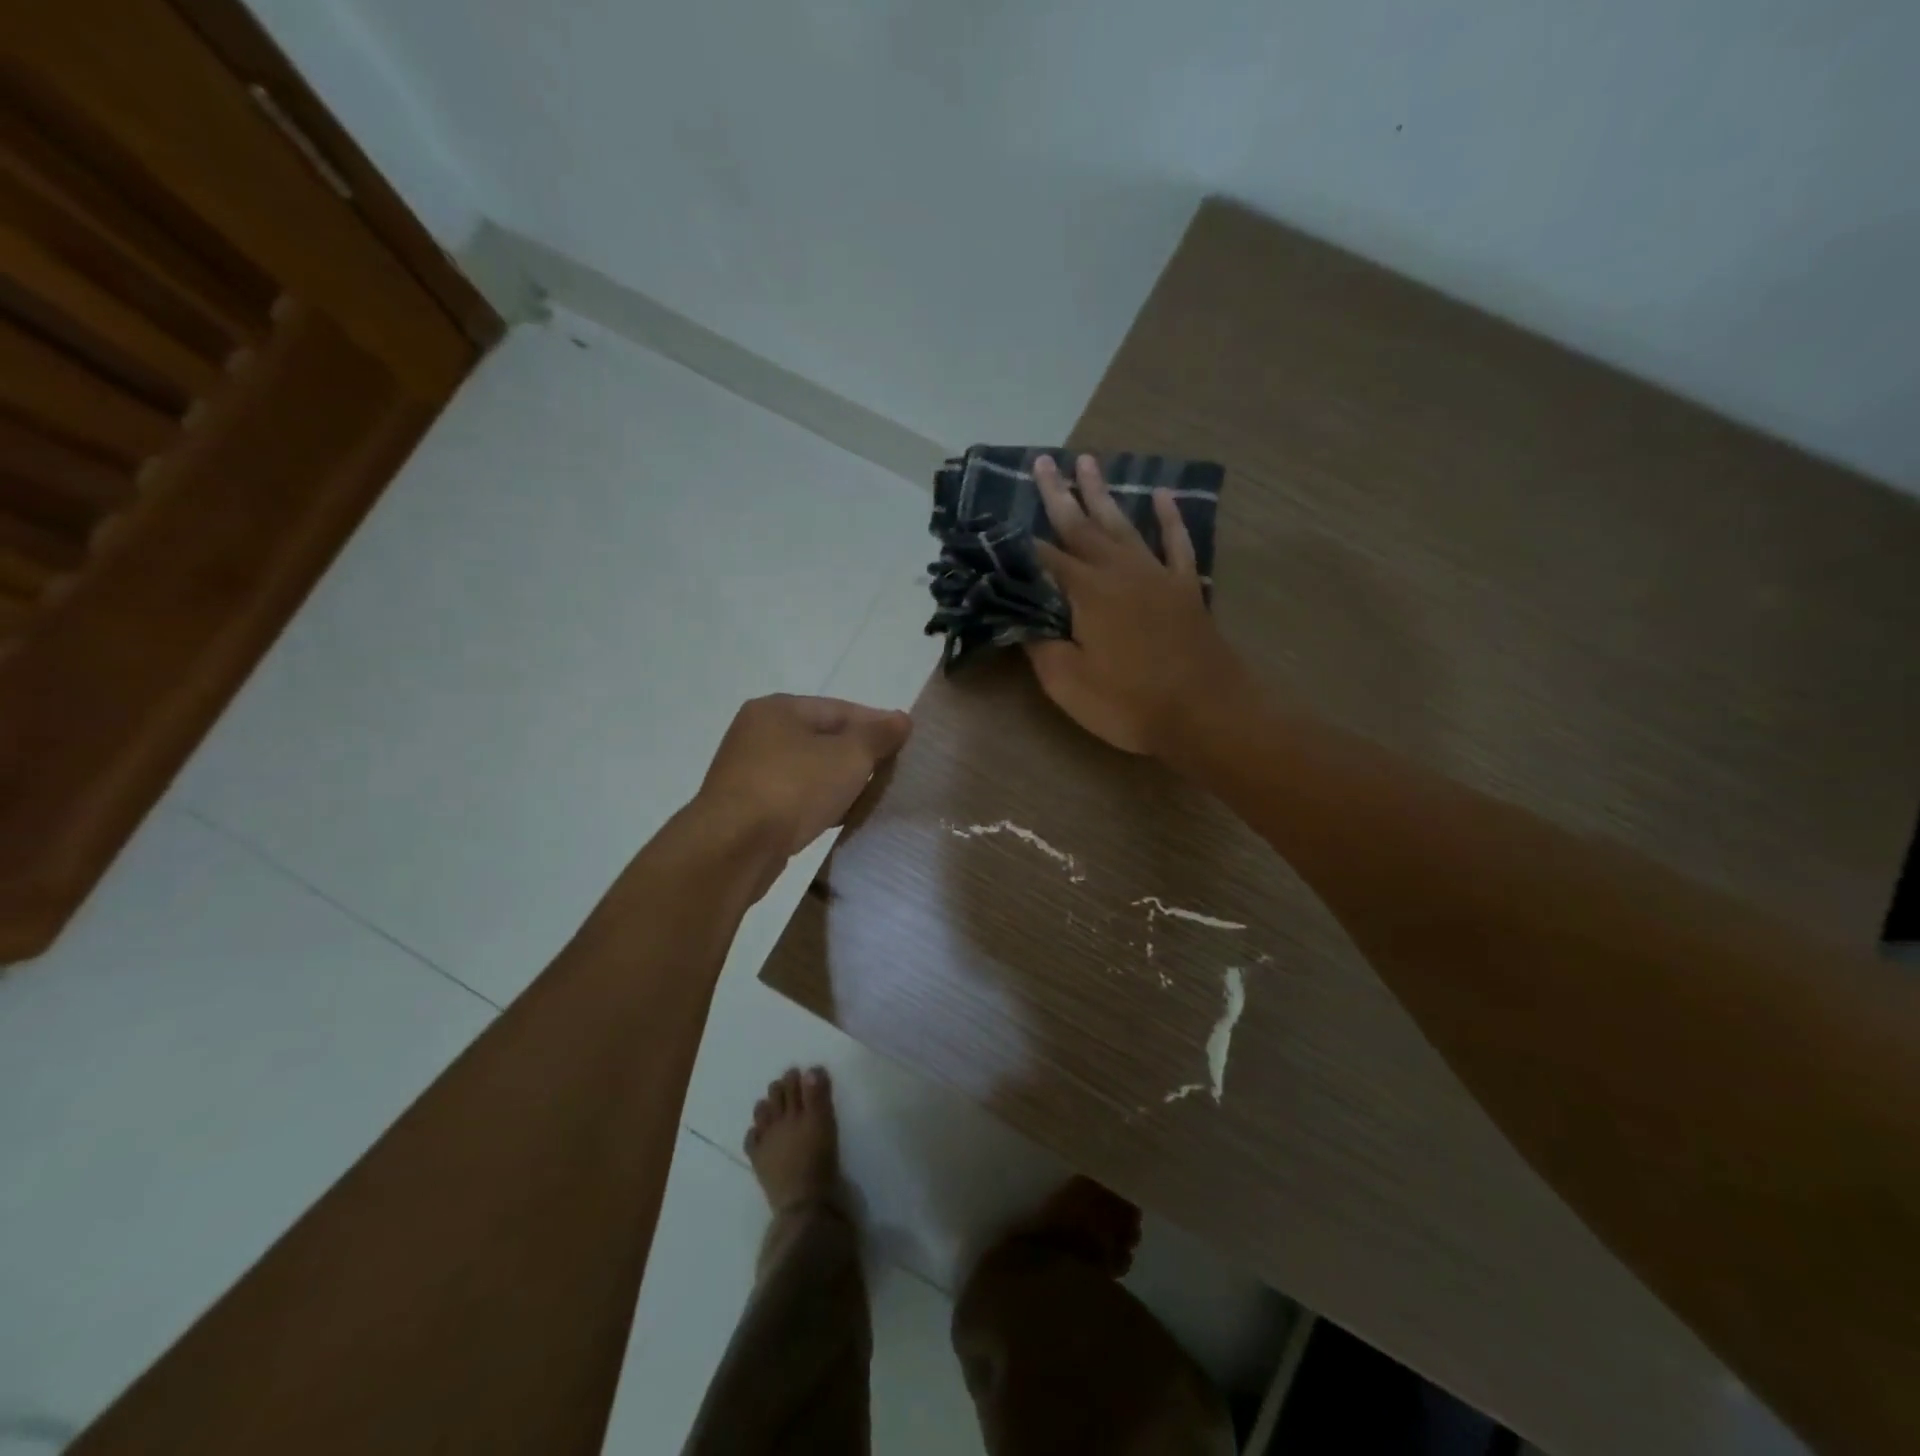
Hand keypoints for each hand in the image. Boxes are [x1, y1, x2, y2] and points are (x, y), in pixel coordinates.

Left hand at [692, 694, 911, 872]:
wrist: (733, 849)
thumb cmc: (793, 789)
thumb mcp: (848, 756)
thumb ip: (878, 735)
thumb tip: (901, 719)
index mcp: (778, 709)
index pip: (840, 709)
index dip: (876, 724)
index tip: (907, 743)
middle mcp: (757, 733)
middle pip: (822, 738)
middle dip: (858, 755)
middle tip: (891, 772)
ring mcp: (747, 772)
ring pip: (807, 770)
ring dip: (838, 782)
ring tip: (870, 797)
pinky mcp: (745, 808)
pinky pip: (793, 798)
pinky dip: (817, 803)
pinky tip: (839, 818)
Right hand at [1027, 454, 1242, 755]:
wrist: (1206, 714)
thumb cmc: (1130, 703)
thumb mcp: (1068, 684)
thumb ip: (1040, 646)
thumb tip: (1020, 619)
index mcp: (1086, 592)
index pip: (1044, 559)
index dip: (1020, 542)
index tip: (1000, 522)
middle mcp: (1119, 571)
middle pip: (1082, 527)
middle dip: (1059, 494)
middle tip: (1044, 461)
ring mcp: (1156, 576)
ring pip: (1123, 525)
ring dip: (1103, 494)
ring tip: (1088, 461)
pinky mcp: (1185, 589)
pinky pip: (1176, 543)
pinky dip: (1169, 517)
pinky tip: (1162, 495)